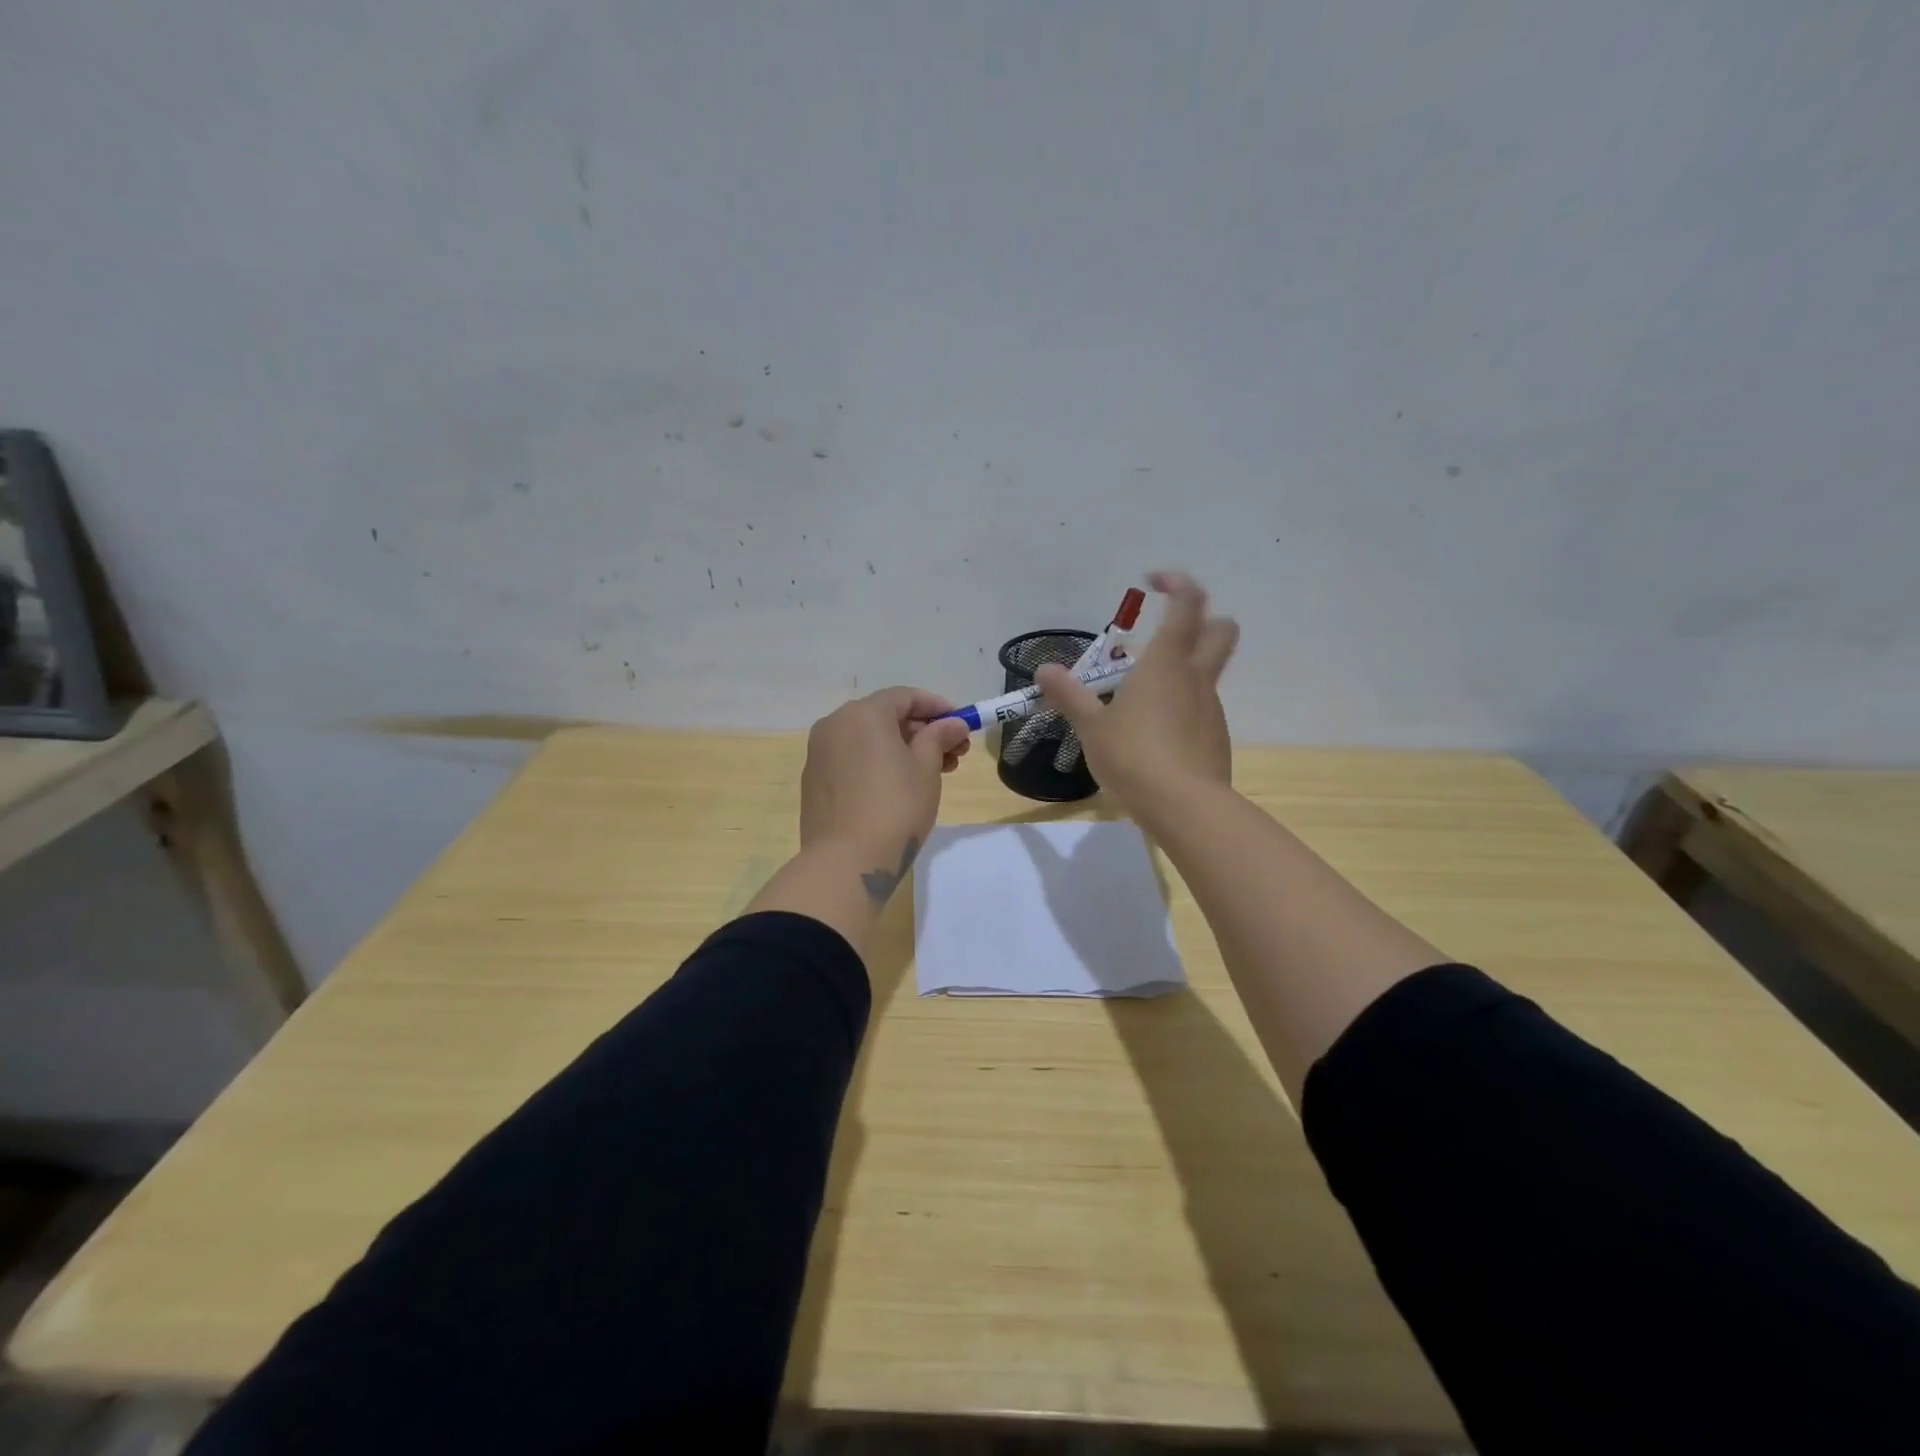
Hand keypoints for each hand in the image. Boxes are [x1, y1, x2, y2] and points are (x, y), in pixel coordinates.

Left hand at [800, 687, 971, 894]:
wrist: (845, 862)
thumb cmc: (895, 808)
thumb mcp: (926, 770)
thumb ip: (939, 738)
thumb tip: (952, 724)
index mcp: (862, 714)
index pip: (905, 697)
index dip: (937, 707)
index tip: (961, 725)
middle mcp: (834, 725)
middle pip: (885, 717)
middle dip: (922, 731)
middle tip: (953, 754)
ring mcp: (819, 753)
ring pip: (868, 739)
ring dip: (902, 749)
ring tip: (933, 774)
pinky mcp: (814, 780)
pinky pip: (852, 759)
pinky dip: (877, 763)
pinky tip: (899, 786)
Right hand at [1036, 570, 1237, 820]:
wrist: (1184, 807)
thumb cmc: (1133, 757)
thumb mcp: (1092, 727)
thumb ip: (1070, 696)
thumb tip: (1043, 670)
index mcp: (1165, 663)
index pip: (1186, 604)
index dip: (1176, 584)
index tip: (1153, 581)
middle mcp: (1195, 677)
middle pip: (1221, 630)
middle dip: (1203, 618)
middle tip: (1169, 630)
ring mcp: (1211, 707)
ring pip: (1210, 671)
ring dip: (1187, 668)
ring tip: (1145, 695)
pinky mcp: (1217, 737)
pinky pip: (1203, 707)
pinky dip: (1185, 706)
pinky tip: (1158, 734)